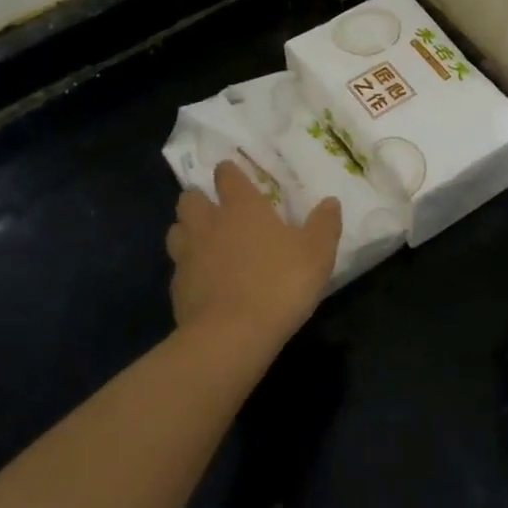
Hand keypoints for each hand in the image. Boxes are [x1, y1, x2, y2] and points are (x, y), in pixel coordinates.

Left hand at [167, 162, 341, 351]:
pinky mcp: (177, 287)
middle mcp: (208, 223)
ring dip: (187, 230)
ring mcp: (187, 255)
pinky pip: (178, 267)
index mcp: (241, 207)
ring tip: (203, 241)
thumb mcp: (317, 254)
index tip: (234, 175)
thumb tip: (330, 202)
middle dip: (199, 199)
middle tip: (215, 210)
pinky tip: (203, 281)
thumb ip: (324, 225)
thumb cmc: (279, 284)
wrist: (231, 335)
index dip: (230, 172)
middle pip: (190, 198)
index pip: (226, 175)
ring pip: (176, 230)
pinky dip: (188, 268)